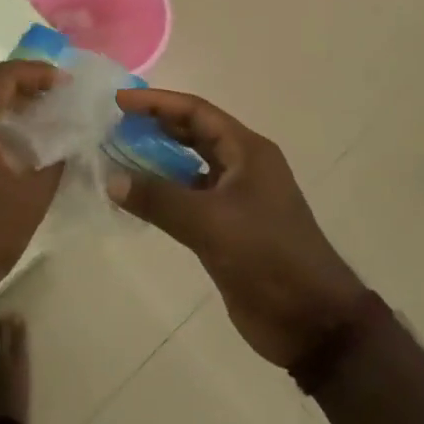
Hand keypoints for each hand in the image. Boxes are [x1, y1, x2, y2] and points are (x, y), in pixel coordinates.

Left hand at [0, 61, 63, 310]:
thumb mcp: (30, 198)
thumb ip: (55, 161)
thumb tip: (70, 141)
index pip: (3, 76)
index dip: (38, 73)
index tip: (66, 84)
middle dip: (26, 88)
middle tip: (60, 100)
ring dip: (10, 109)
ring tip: (46, 122)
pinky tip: (19, 150)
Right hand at [112, 89, 369, 367]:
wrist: (311, 322)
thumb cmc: (267, 257)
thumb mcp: (210, 223)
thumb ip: (159, 198)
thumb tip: (112, 178)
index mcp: (247, 152)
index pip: (196, 112)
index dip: (156, 102)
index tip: (119, 101)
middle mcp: (242, 167)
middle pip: (193, 133)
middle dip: (155, 126)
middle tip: (114, 125)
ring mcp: (236, 199)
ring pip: (189, 167)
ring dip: (157, 160)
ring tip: (117, 156)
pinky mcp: (228, 229)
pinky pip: (189, 199)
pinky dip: (164, 194)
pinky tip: (137, 197)